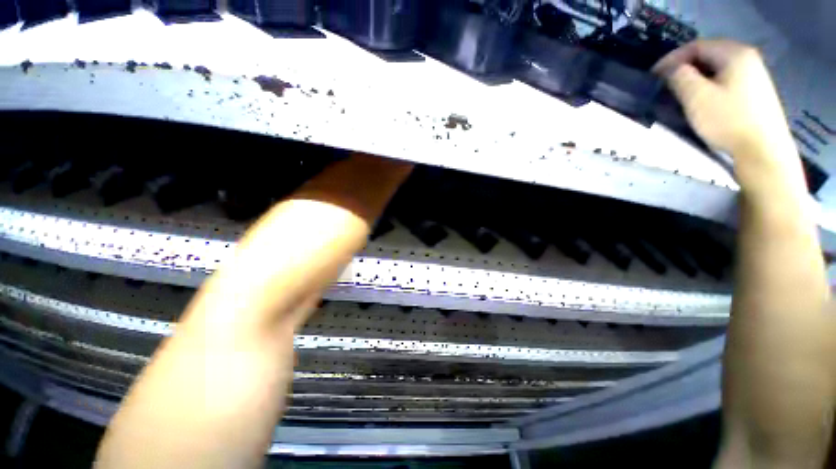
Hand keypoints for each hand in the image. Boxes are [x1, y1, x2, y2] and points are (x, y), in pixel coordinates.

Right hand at [653, 39, 794, 162]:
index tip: (653, 76)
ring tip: (680, 92)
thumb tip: (672, 69)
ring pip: (717, 67)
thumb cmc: (728, 120)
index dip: (672, 58)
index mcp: (734, 53)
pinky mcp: (756, 90)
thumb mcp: (697, 97)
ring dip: (696, 76)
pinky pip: (726, 78)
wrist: (762, 150)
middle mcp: (747, 57)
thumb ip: (680, 77)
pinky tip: (702, 98)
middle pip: (708, 54)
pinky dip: (709, 84)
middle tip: (665, 84)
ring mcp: (754, 74)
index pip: (696, 46)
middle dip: (684, 67)